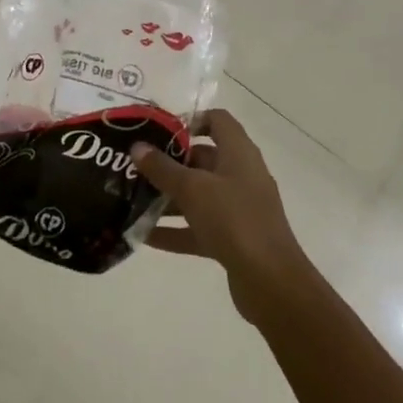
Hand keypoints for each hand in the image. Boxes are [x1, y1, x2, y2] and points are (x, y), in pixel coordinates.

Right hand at [131, 110, 311, 323]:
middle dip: (169, 162)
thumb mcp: (192, 189)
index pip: (218, 120)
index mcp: (239, 154)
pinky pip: (199, 227)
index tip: (159, 130)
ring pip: (199, 195)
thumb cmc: (234, 220)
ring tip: (132, 198)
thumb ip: (162, 168)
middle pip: (203, 159)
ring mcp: (238, 209)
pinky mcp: (233, 239)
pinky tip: (144, 235)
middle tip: (136, 165)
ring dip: (168, 197)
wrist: (271, 282)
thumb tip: (137, 147)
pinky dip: (175, 229)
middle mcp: (241, 176)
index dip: (190, 120)